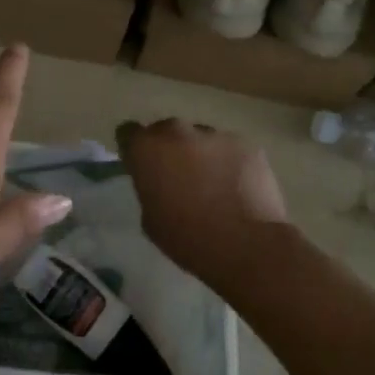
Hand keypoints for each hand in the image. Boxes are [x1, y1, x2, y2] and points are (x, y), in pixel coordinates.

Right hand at [117, 119, 290, 282]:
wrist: (246, 244)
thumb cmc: (188, 238)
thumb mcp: (150, 219)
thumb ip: (150, 189)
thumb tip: (160, 183)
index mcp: (146, 149)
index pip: (128, 132)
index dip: (135, 149)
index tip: (142, 166)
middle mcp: (177, 132)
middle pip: (167, 131)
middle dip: (169, 149)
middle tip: (179, 177)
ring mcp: (215, 135)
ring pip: (201, 139)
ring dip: (201, 155)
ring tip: (215, 185)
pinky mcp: (246, 144)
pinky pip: (230, 149)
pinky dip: (230, 163)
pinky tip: (238, 189)